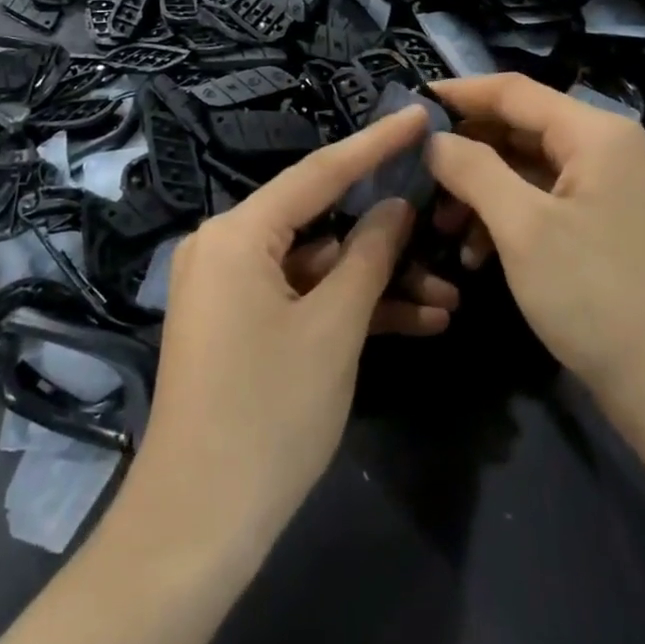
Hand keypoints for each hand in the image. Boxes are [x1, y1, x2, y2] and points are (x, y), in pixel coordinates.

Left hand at [128, 106, 458, 550]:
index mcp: (238, 232)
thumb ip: (369, 256)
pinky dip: (346, 309)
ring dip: (376, 283)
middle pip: (320, 221)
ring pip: (317, 266)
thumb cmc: (268, 413)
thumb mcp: (334, 328)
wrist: (197, 528)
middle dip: (387, 235)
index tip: (417, 115)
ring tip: (448, 297)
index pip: (319, 171)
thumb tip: (395, 207)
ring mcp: (231, 287)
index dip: (374, 143)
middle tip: (445, 218)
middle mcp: (227, 246)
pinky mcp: (239, 324)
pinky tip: (415, 323)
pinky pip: (299, 298)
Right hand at [426, 75, 644, 428]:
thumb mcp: (523, 228)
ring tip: (441, 228)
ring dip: (479, 192)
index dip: (457, 93)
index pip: (511, 90)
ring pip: (524, 168)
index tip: (407, 105)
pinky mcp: (602, 227)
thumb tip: (432, 138)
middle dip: (464, 152)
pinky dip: (505, 219)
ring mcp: (606, 189)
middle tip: (417, 177)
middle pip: (517, 128)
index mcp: (593, 132)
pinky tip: (475, 255)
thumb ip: (472, 169)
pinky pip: (541, 202)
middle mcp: (603, 148)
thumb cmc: (599, 297)